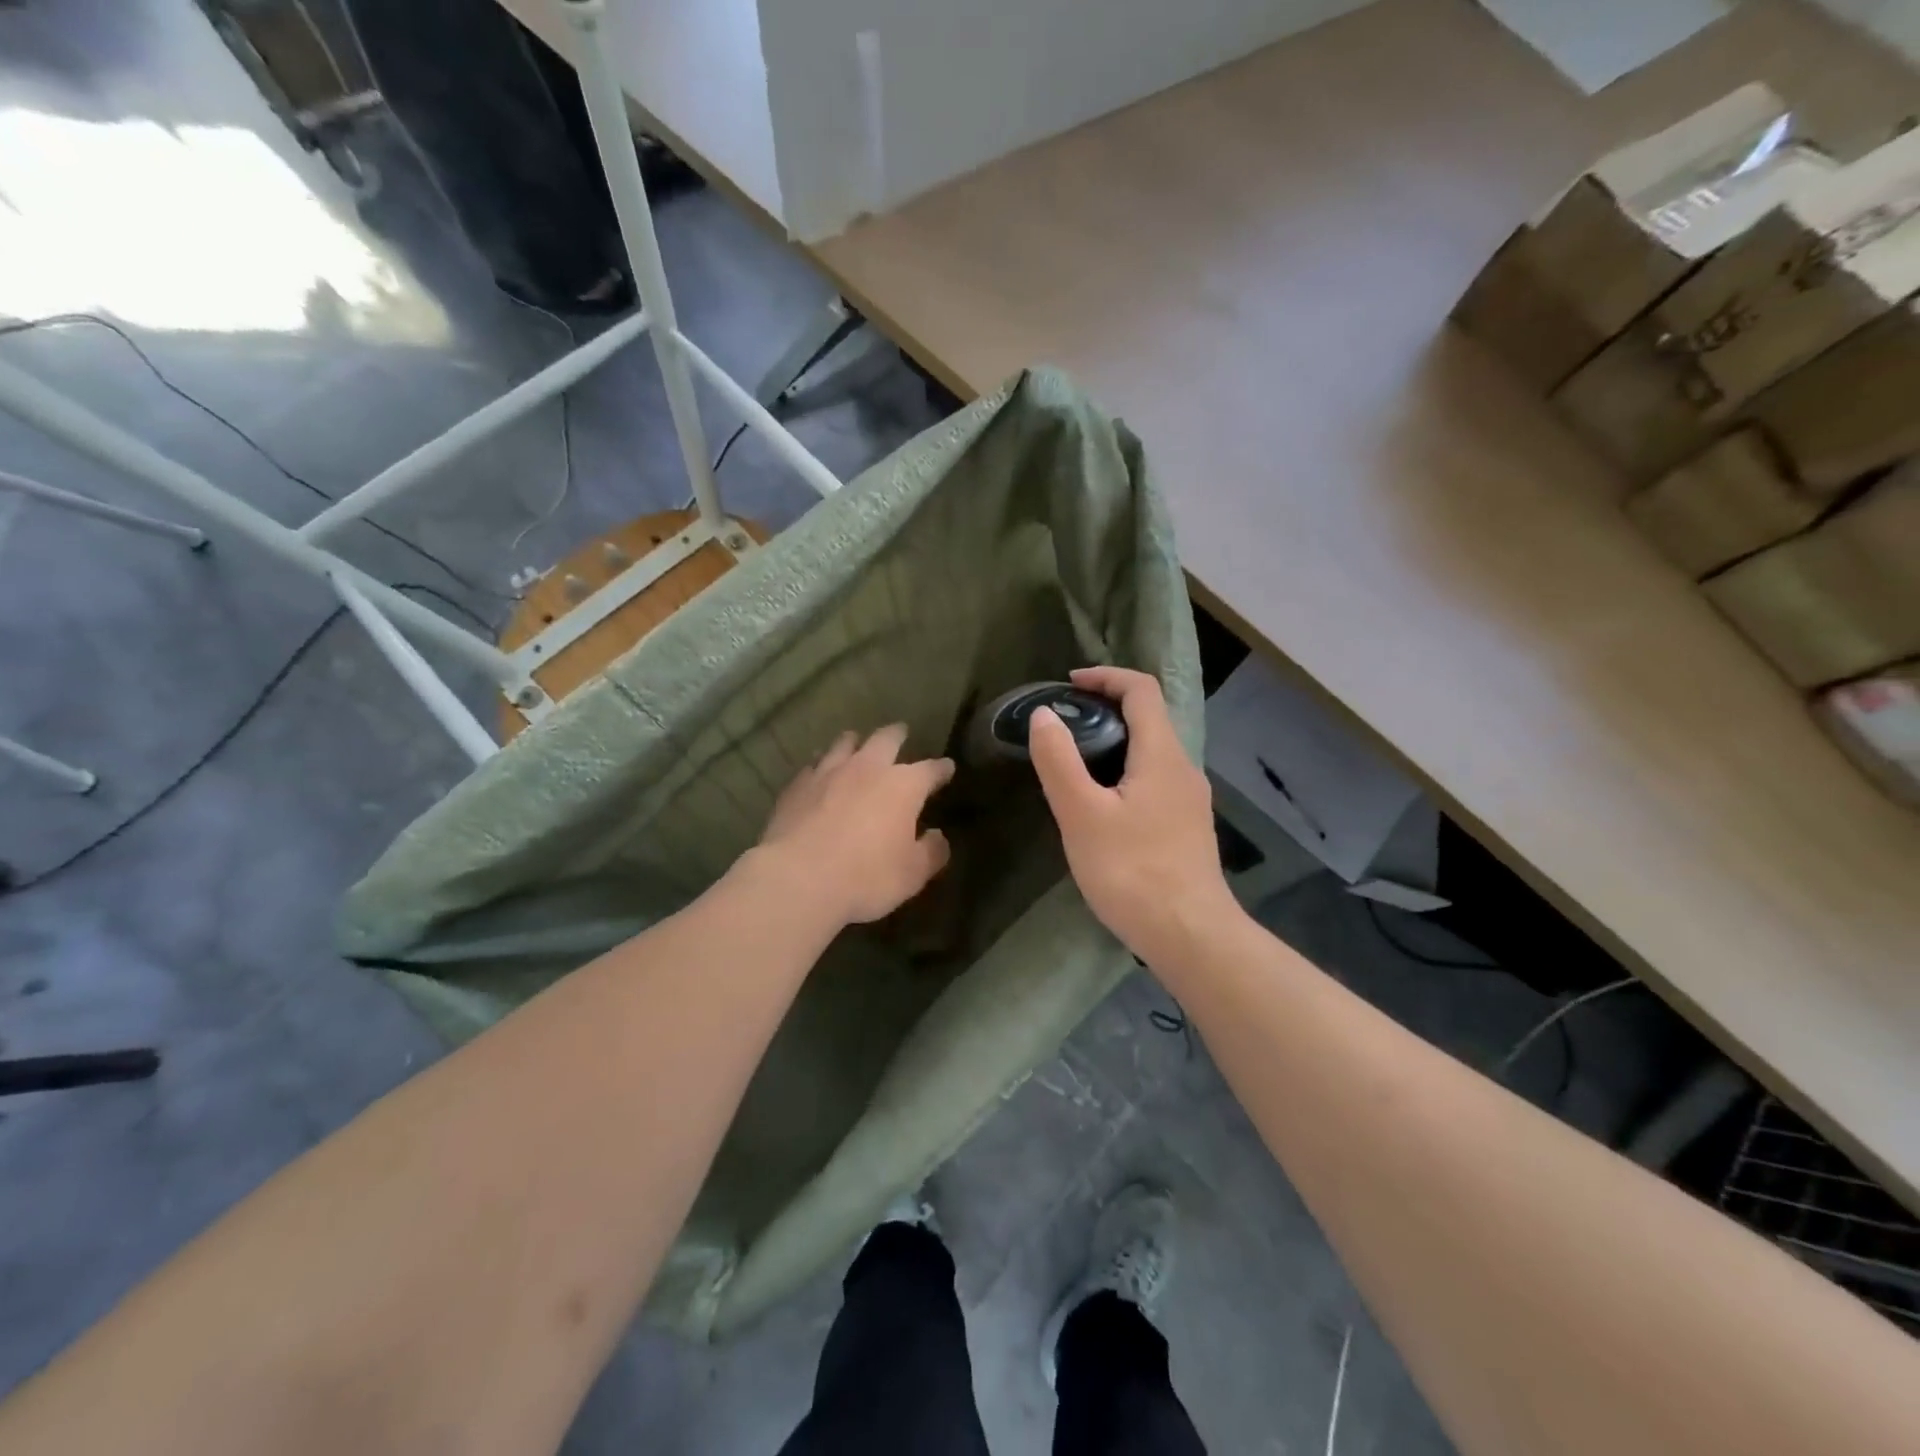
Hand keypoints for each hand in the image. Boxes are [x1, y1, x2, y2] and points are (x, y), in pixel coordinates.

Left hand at [755, 724, 954, 925]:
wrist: (799, 878)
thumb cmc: (866, 877)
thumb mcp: (912, 874)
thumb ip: (931, 852)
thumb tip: (938, 837)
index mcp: (903, 786)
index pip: (930, 770)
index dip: (941, 769)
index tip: (947, 768)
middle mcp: (868, 768)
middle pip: (885, 739)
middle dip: (897, 735)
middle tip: (901, 732)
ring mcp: (828, 772)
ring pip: (844, 743)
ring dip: (855, 741)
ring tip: (856, 741)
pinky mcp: (797, 785)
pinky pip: (813, 765)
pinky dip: (821, 763)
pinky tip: (818, 770)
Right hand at [1029, 667, 1235, 964]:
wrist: (1190, 936)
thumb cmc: (1132, 872)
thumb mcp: (1082, 814)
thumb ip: (1060, 761)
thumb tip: (1044, 716)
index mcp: (1162, 755)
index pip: (1141, 690)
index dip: (1105, 677)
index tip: (1068, 685)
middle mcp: (1183, 768)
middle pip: (1149, 718)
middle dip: (1105, 708)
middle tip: (1061, 725)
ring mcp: (1189, 799)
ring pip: (1151, 751)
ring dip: (1114, 741)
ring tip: (1073, 761)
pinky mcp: (1186, 826)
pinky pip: (1154, 779)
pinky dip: (1124, 770)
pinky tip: (1100, 804)